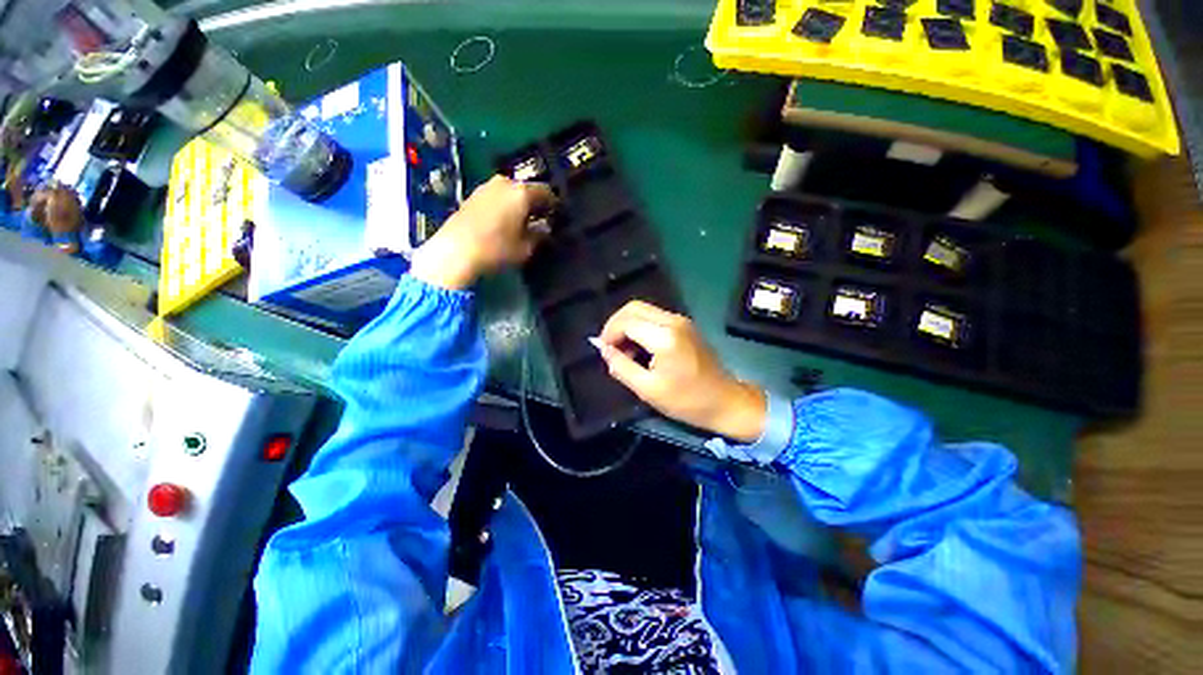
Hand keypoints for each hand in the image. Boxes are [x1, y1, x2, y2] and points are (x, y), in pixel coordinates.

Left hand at [409, 175, 555, 289]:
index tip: (556, 218)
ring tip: (521, 224)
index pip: (546, 192)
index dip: (553, 206)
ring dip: (518, 205)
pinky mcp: (472, 195)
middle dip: (535, 204)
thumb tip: (544, 228)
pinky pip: (496, 197)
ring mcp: (486, 186)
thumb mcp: (526, 248)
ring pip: (510, 192)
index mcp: (521, 192)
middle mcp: (505, 182)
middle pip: (527, 190)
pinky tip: (503, 223)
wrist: (455, 251)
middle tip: (539, 222)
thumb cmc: (497, 249)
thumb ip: (539, 235)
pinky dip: (504, 206)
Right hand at [596, 301, 766, 442]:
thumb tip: (603, 349)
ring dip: (628, 325)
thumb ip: (621, 366)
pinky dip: (641, 327)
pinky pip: (655, 318)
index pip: (626, 322)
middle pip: (634, 307)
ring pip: (644, 310)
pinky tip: (639, 347)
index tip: (603, 351)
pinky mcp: (686, 326)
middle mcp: (673, 321)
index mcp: (665, 337)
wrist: (726, 402)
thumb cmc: (686, 401)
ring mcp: (682, 321)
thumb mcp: (648, 389)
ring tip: (624, 350)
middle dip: (616, 324)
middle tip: (609, 346)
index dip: (609, 333)